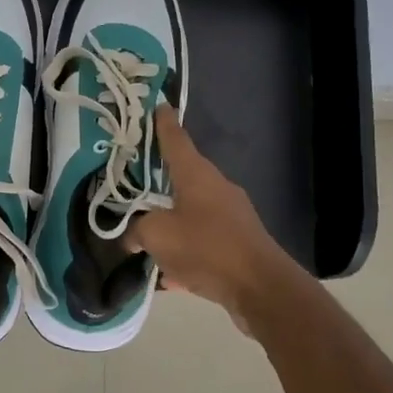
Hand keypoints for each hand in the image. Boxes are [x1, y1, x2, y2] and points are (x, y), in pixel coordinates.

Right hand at [128, 106, 296, 330]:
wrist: (260, 288)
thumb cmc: (205, 247)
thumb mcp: (157, 236)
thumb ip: (137, 231)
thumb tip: (132, 237)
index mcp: (196, 175)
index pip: (176, 140)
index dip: (164, 123)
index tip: (158, 105)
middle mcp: (216, 188)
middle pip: (183, 177)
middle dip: (160, 180)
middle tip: (135, 180)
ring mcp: (231, 216)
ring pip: (191, 212)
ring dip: (170, 222)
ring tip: (145, 238)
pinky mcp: (238, 244)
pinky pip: (202, 241)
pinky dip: (185, 252)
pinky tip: (169, 275)